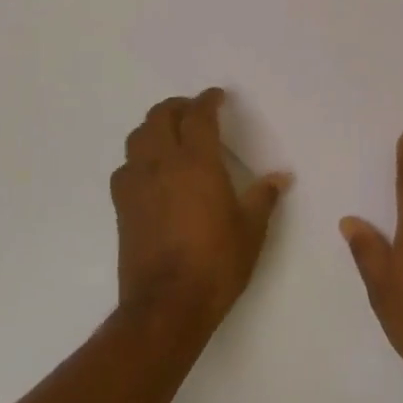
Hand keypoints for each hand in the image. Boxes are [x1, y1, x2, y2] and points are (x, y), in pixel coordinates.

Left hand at [111, 89, 291, 338]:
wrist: (166, 306)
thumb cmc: (215, 263)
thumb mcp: (251, 230)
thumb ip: (263, 197)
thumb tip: (281, 176)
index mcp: (197, 161)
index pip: (198, 115)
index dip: (208, 100)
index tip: (217, 97)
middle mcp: (162, 163)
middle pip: (160, 116)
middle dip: (177, 107)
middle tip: (194, 111)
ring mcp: (137, 183)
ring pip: (138, 136)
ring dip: (154, 127)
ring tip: (169, 134)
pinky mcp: (122, 206)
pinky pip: (126, 166)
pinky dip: (138, 157)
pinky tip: (150, 171)